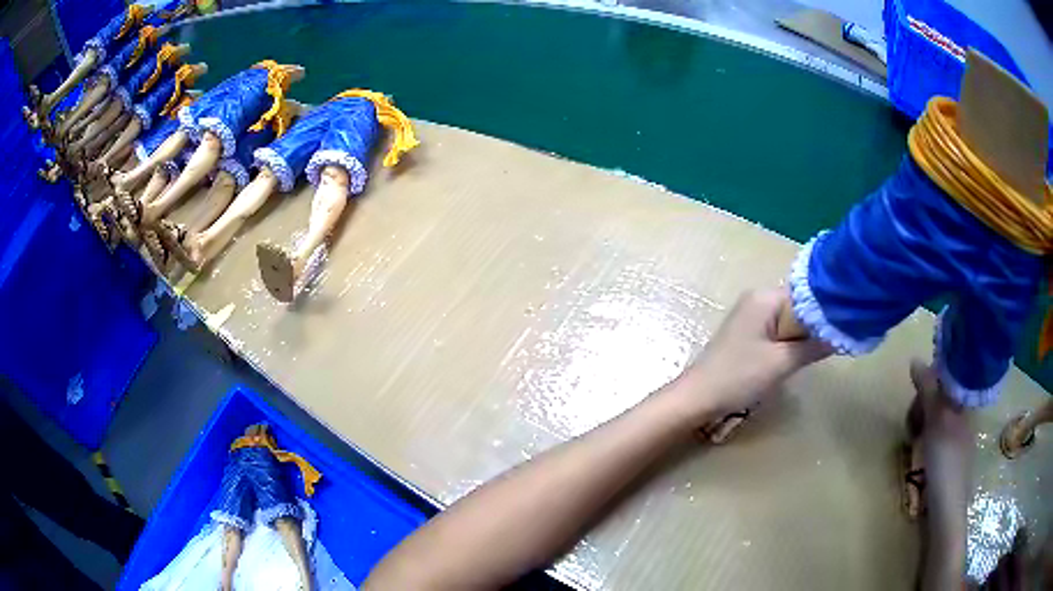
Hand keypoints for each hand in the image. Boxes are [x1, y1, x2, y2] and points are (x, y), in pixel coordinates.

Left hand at [679, 288, 829, 421]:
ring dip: (803, 338)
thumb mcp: (782, 362)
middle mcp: (758, 299)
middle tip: (836, 344)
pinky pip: (778, 333)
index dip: (826, 312)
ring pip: (790, 323)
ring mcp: (751, 316)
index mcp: (765, 296)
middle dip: (815, 327)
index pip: (808, 295)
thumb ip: (814, 346)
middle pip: (800, 308)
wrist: (697, 398)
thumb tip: (844, 333)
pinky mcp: (748, 335)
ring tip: (821, 353)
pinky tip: (798, 358)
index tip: (846, 327)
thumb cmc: (739, 376)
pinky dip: (790, 345)